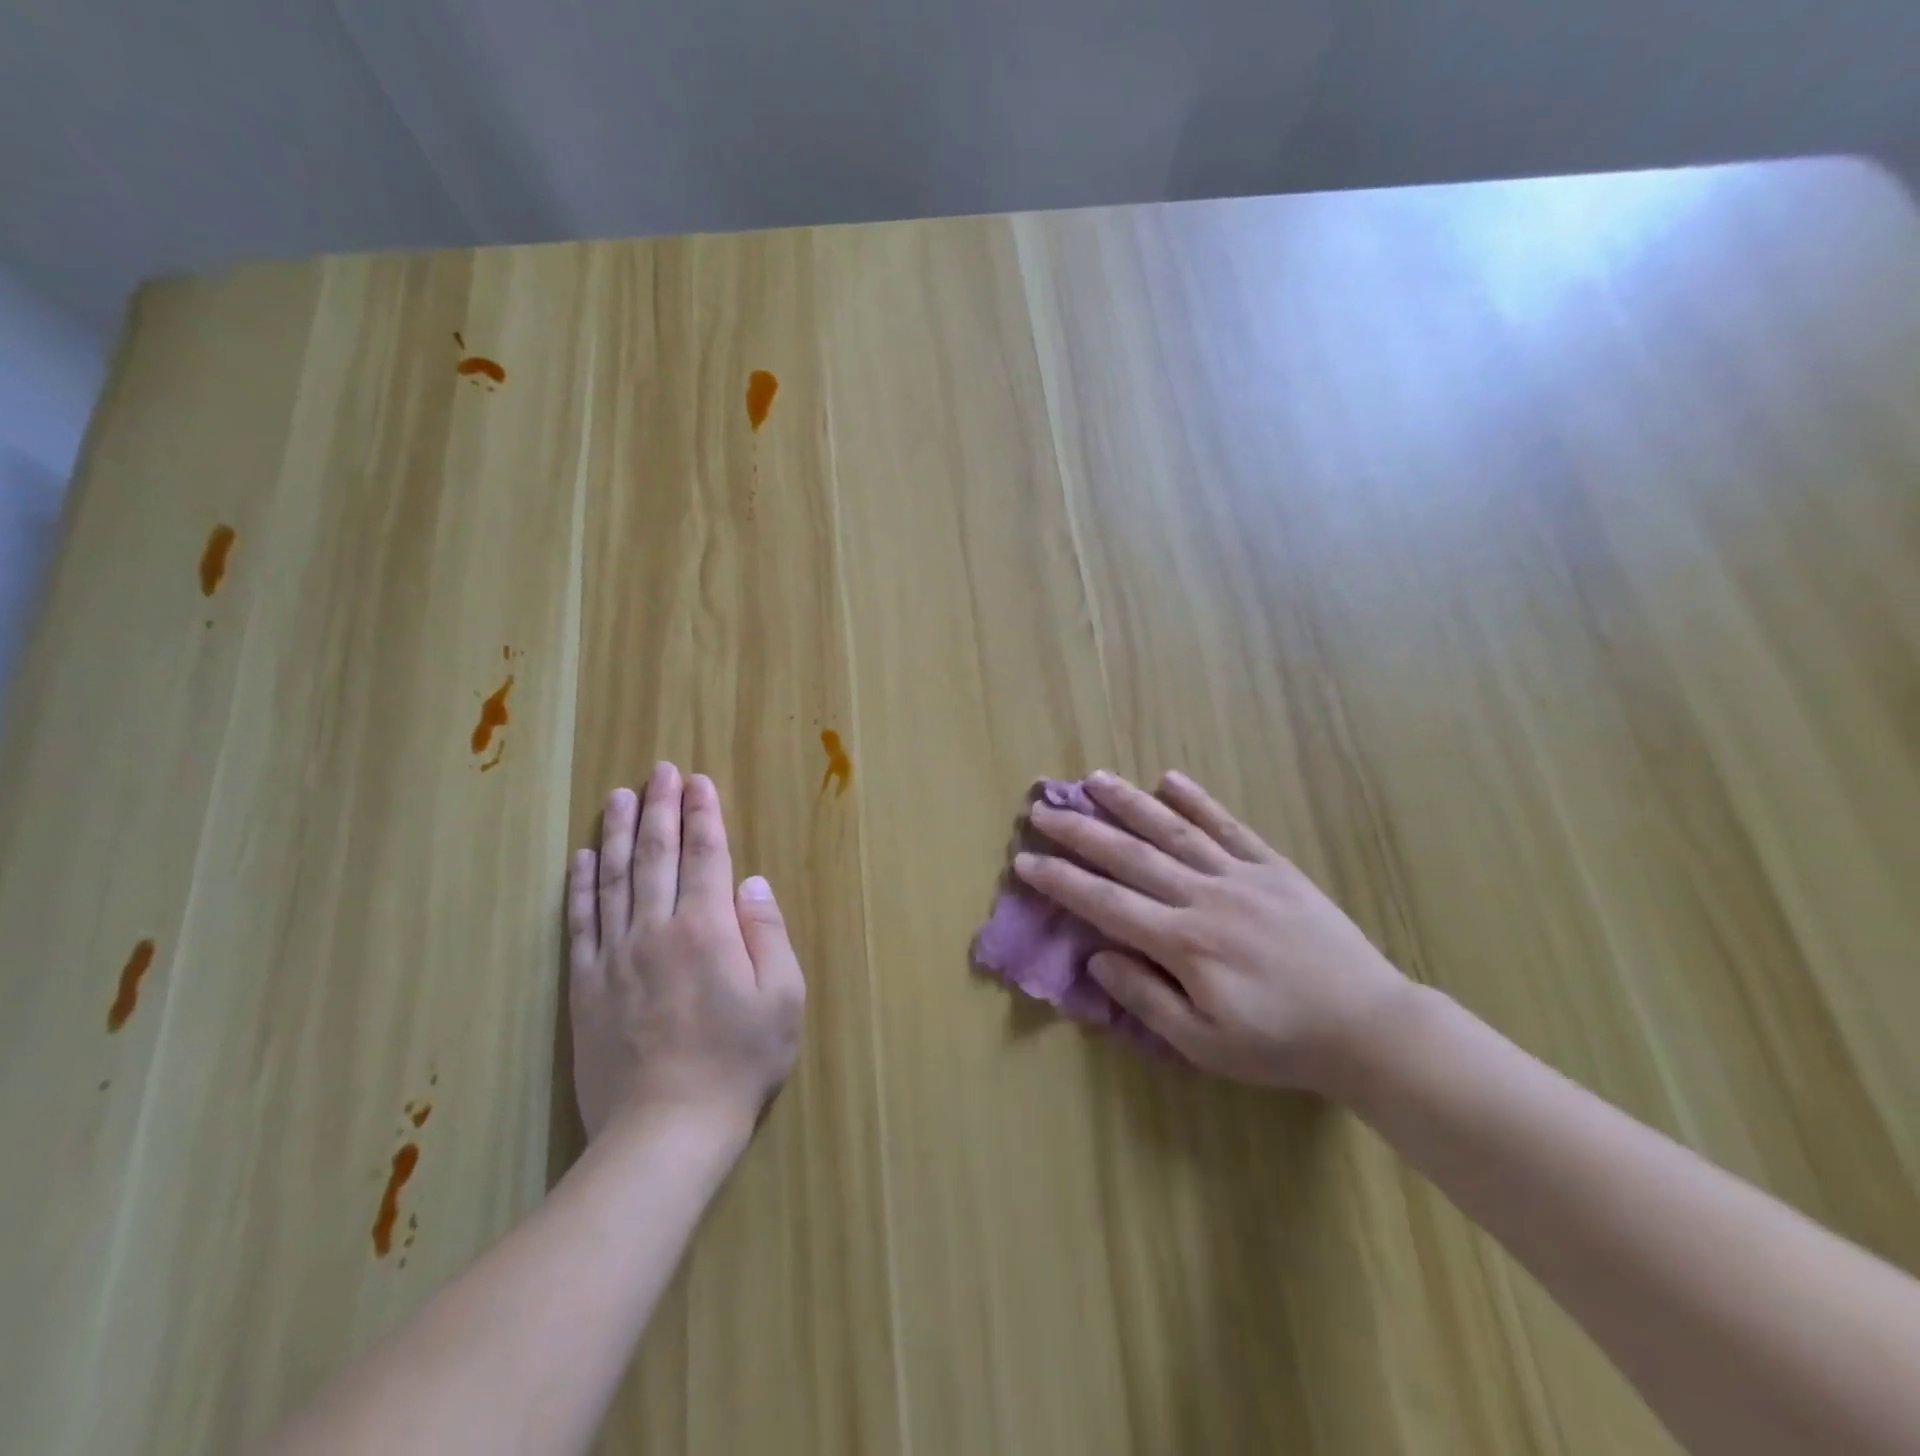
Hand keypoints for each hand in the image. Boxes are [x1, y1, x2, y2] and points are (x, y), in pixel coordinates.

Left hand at [567, 763, 806, 1140]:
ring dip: (619, 832)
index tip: (699, 781)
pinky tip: (583, 857)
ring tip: (620, 795)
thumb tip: (751, 882)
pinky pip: (580, 924)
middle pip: (656, 855)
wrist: (665, 1132)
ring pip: (614, 879)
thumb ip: (767, 933)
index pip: (705, 856)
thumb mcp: (782, 998)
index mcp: (707, 929)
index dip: (704, 815)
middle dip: (661, 808)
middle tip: (660, 771)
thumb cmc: (738, 1063)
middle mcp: (656, 930)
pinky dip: (580, 886)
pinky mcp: (585, 986)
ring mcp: (614, 956)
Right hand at [1015, 770, 1411, 1096]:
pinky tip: (1171, 779)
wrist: (1368, 1026)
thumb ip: (1147, 999)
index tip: (1025, 860)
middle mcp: (1204, 897)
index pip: (1106, 903)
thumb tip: (1098, 958)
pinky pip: (1229, 827)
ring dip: (1130, 803)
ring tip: (1095, 780)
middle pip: (1130, 856)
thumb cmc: (1280, 1043)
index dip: (1061, 881)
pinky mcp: (1273, 867)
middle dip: (1081, 832)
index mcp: (1183, 942)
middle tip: (1043, 810)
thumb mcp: (1205, 1044)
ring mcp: (1240, 876)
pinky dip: (1199, 801)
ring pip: (1174, 830)